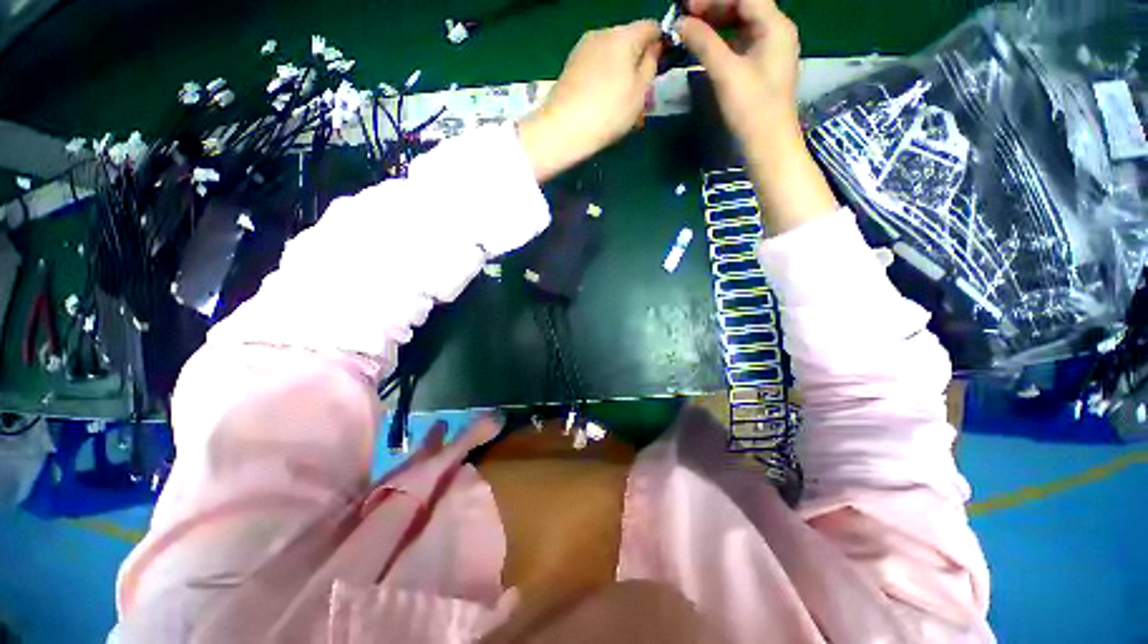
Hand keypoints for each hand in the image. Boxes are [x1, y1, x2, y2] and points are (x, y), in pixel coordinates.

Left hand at [519, 20, 662, 180]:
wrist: (563, 129)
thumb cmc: (608, 112)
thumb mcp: (641, 91)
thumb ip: (651, 64)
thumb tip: (654, 47)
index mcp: (624, 35)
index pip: (652, 26)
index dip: (660, 45)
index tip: (660, 69)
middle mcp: (602, 33)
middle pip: (629, 41)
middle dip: (638, 63)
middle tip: (640, 96)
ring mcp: (583, 48)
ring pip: (612, 56)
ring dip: (621, 75)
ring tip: (620, 106)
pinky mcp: (571, 65)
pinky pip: (596, 67)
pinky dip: (604, 81)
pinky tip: (603, 105)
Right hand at [679, 0, 838, 234]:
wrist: (767, 145)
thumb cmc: (751, 108)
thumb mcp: (726, 72)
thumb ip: (703, 43)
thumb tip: (679, 23)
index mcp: (775, 26)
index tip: (686, 4)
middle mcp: (776, 32)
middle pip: (744, 7)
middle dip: (714, 8)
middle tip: (685, 17)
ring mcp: (770, 51)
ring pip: (741, 26)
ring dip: (716, 25)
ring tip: (691, 30)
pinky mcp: (762, 68)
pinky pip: (741, 44)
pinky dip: (722, 42)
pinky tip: (705, 48)